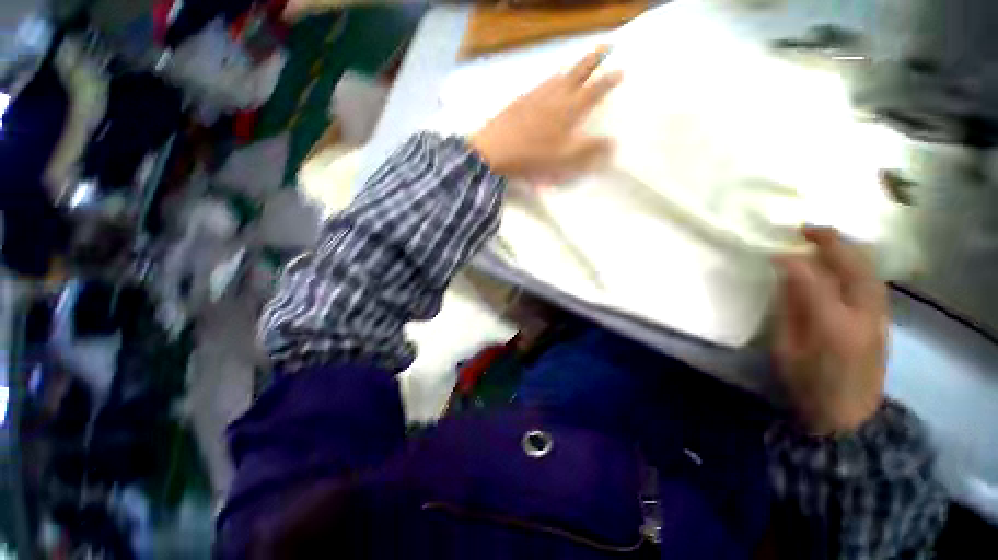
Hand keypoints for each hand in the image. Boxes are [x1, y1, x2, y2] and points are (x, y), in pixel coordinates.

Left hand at [470, 47, 622, 180]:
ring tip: (579, 64)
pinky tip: (548, 82)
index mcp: (569, 109)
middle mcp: (555, 96)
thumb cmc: (534, 156)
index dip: (609, 80)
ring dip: (572, 67)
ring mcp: (536, 95)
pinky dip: (551, 79)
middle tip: (606, 45)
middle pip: (578, 72)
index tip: (621, 70)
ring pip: (558, 75)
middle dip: (594, 58)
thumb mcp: (565, 159)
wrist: (496, 150)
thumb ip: (590, 150)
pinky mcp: (520, 100)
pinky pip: (541, 83)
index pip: (594, 90)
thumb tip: (614, 142)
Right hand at [774, 227, 887, 435]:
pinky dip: (858, 265)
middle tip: (806, 229)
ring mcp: (880, 317)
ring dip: (847, 249)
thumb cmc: (808, 385)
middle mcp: (863, 315)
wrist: (849, 416)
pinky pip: (873, 282)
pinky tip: (843, 262)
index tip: (774, 251)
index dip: (793, 261)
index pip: (813, 279)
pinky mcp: (884, 321)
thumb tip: (786, 277)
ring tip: (825, 238)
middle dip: (831, 242)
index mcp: (832, 326)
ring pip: (869, 270)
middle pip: (853, 267)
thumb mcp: (785, 349)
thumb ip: (789, 310)